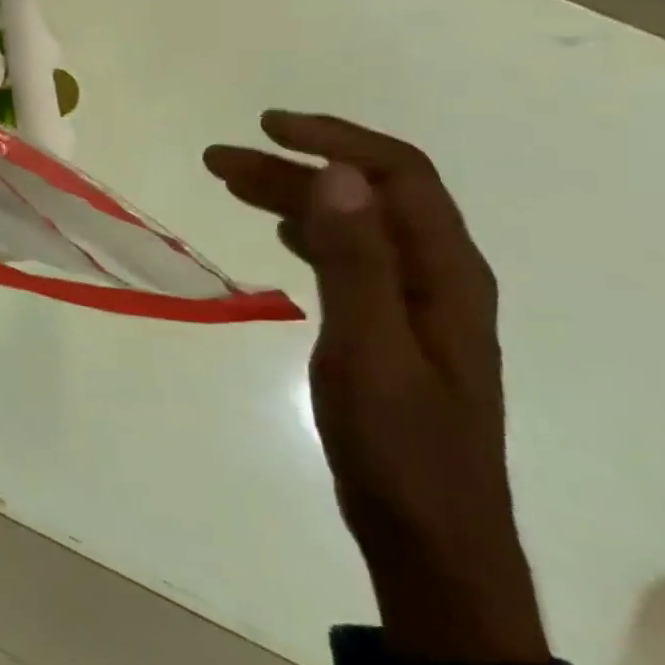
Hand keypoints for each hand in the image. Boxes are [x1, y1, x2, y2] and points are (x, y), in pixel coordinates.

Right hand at [204, 113, 548, 664]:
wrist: (429, 537)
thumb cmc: (399, 448)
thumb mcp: (370, 351)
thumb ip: (356, 261)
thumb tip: (337, 174)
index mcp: (446, 274)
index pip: (398, 176)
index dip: (334, 139)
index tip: (266, 127)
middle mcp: (439, 277)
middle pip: (368, 195)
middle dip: (295, 166)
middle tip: (218, 160)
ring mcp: (417, 304)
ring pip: (355, 223)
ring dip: (296, 194)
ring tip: (232, 183)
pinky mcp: (392, 327)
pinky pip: (350, 255)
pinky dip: (309, 230)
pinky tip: (278, 230)